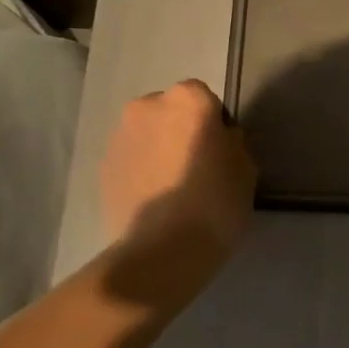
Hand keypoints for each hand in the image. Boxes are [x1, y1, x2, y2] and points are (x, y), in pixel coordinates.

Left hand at [100, 80, 255, 267]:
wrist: (161, 250)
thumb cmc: (215, 203)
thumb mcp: (246, 169)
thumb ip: (232, 143)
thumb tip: (220, 139)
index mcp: (188, 99)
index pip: (205, 98)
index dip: (214, 122)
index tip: (220, 150)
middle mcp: (148, 106)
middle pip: (170, 111)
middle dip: (181, 130)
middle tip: (196, 165)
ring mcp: (120, 136)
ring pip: (147, 134)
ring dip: (158, 149)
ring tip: (173, 186)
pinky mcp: (102, 166)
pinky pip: (130, 159)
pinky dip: (140, 170)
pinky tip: (154, 199)